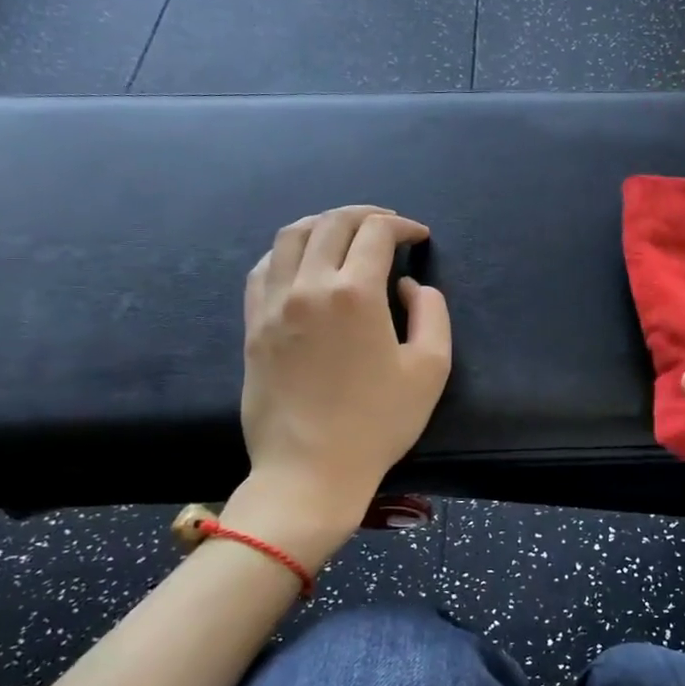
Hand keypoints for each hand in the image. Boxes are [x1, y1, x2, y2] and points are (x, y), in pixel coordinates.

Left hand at [236, 206, 451, 550]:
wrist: (310, 470)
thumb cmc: (378, 423)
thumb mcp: (431, 368)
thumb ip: (431, 313)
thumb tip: (409, 286)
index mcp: (355, 294)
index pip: (376, 232)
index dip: (402, 225)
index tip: (419, 236)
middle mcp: (308, 286)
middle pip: (332, 223)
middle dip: (366, 215)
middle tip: (388, 225)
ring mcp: (273, 304)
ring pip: (291, 236)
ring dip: (324, 223)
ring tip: (345, 232)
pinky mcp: (253, 325)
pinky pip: (263, 268)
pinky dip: (287, 251)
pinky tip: (303, 261)